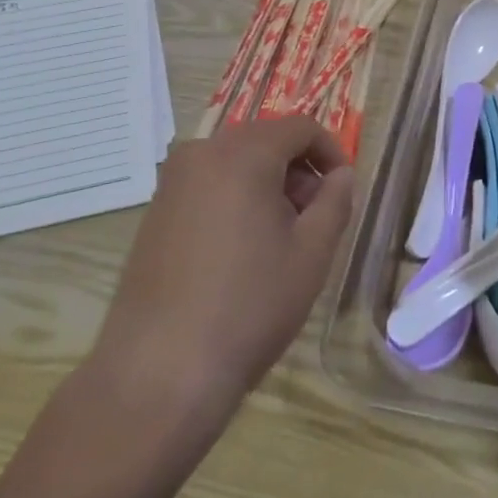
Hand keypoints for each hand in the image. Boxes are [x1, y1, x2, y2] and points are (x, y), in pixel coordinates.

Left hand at [88, 117, 355, 412]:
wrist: (160, 370)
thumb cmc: (250, 305)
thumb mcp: (312, 252)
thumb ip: (335, 201)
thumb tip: (340, 175)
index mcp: (243, 154)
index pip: (300, 127)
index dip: (331, 152)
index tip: (343, 191)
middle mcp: (201, 154)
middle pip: (265, 140)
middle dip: (298, 170)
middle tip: (316, 218)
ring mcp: (171, 183)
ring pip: (235, 163)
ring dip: (268, 185)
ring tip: (281, 239)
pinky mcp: (154, 213)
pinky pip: (208, 185)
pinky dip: (236, 199)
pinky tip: (242, 251)